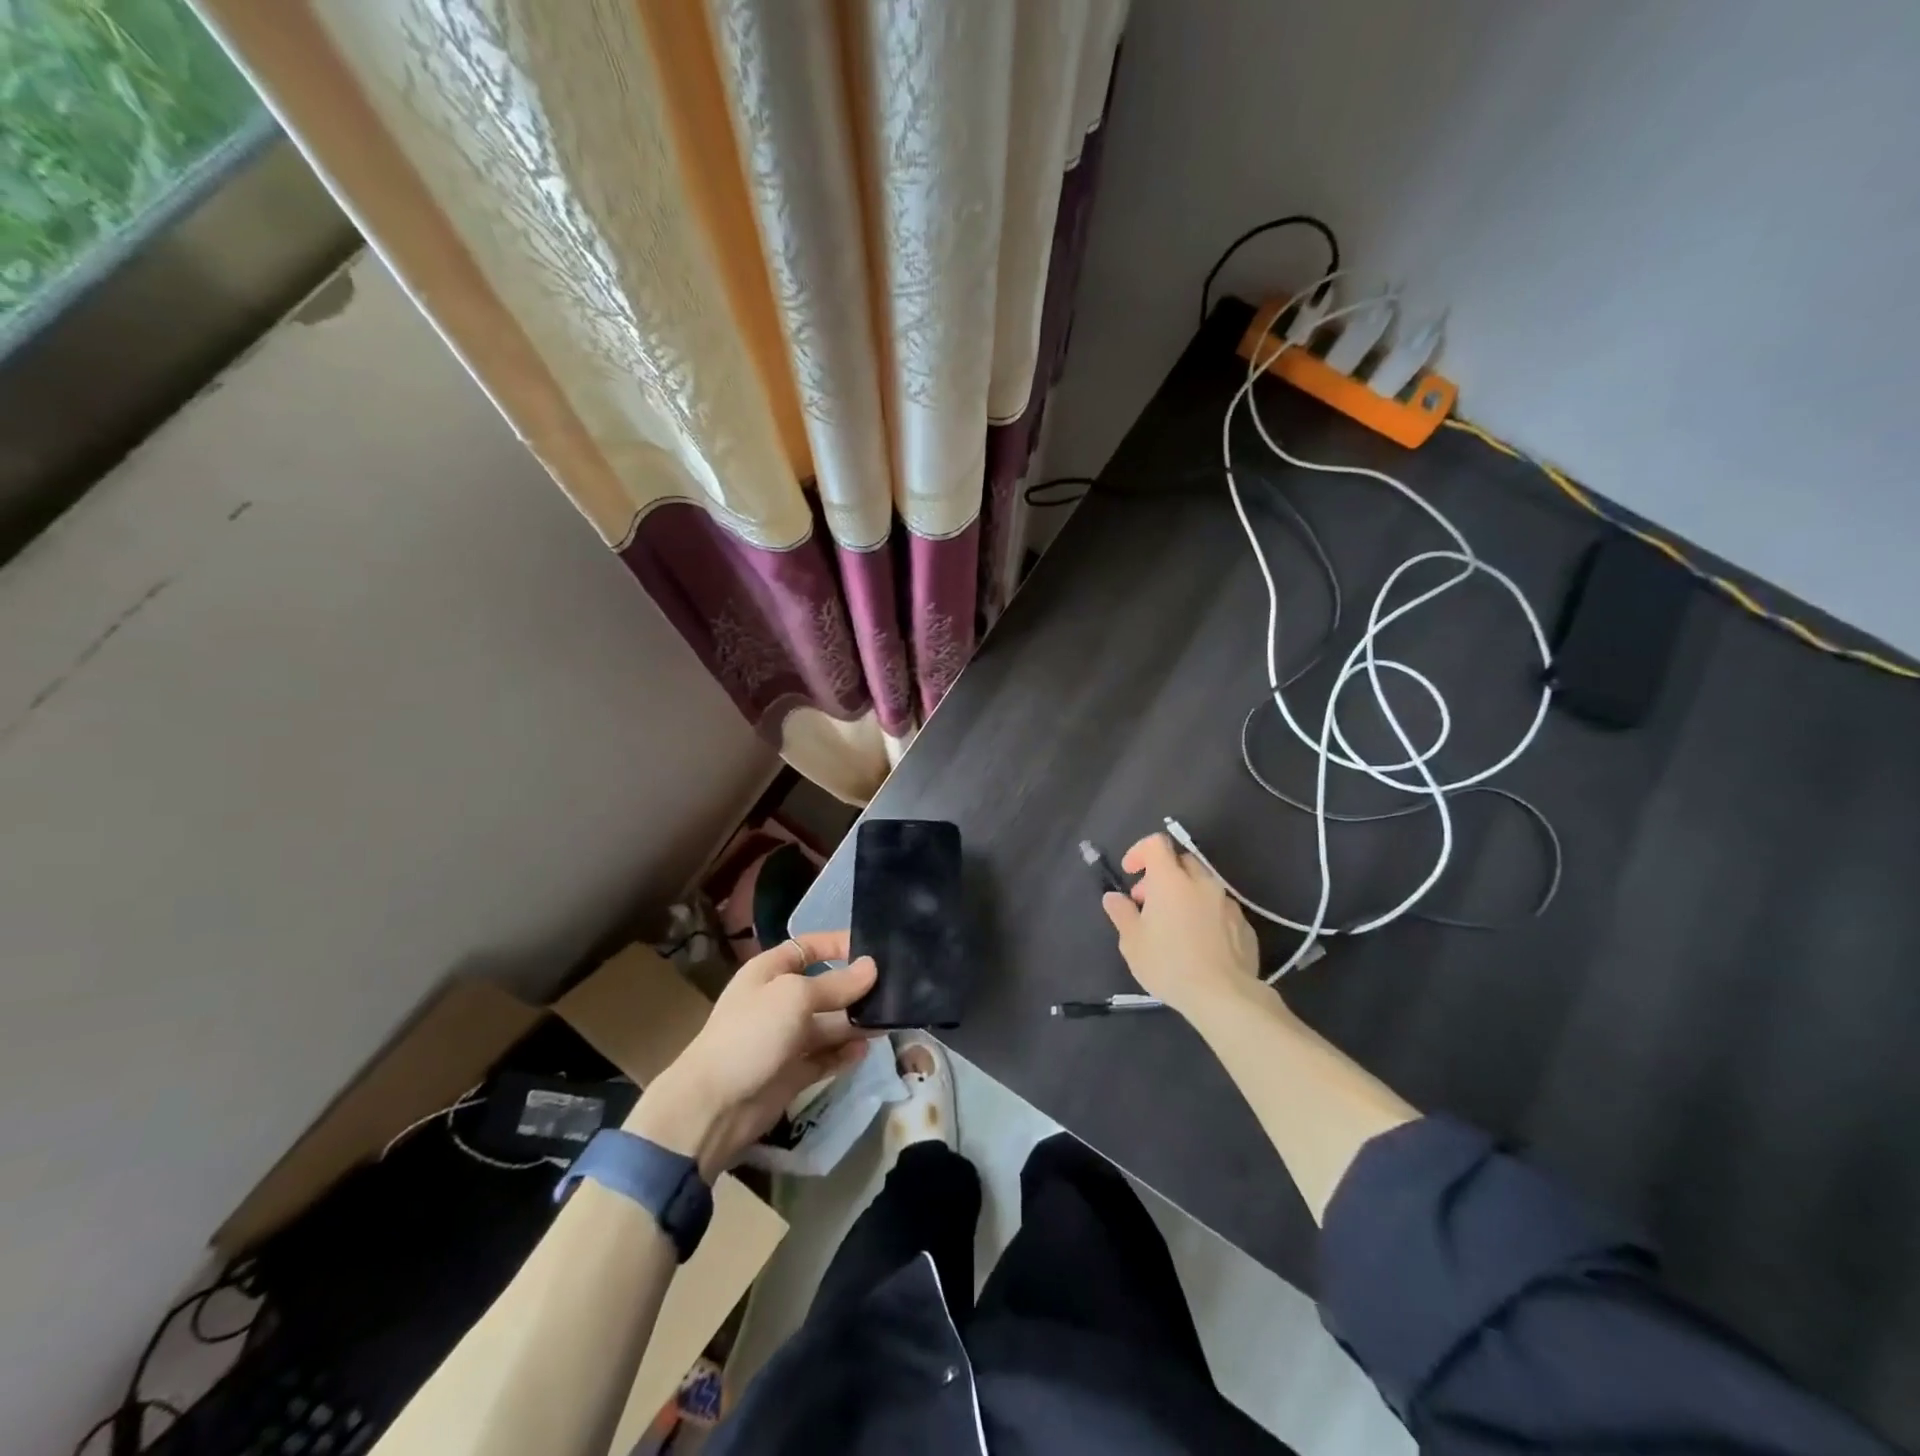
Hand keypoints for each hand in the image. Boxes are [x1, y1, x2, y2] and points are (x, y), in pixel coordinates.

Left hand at [628, 931, 876, 1180]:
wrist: (713, 1106)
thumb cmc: (752, 1034)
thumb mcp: (795, 997)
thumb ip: (837, 983)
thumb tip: (872, 967)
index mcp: (770, 972)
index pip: (808, 947)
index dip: (838, 944)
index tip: (873, 949)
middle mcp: (779, 1000)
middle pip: (824, 986)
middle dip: (855, 988)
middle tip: (895, 990)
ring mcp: (786, 1038)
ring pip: (829, 1024)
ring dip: (855, 1022)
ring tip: (887, 1022)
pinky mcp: (792, 1072)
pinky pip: (825, 1056)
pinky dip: (844, 1053)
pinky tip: (865, 1050)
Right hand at [1101, 832, 1261, 1017]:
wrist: (1224, 996)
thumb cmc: (1169, 964)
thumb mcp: (1132, 942)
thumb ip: (1121, 913)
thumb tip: (1113, 897)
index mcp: (1171, 880)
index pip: (1156, 844)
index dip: (1139, 851)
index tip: (1130, 872)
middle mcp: (1202, 882)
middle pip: (1181, 861)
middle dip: (1161, 875)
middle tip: (1147, 902)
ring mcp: (1227, 902)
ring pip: (1202, 885)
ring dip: (1184, 894)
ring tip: (1173, 926)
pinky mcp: (1244, 924)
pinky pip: (1219, 908)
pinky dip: (1204, 913)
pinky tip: (1199, 943)